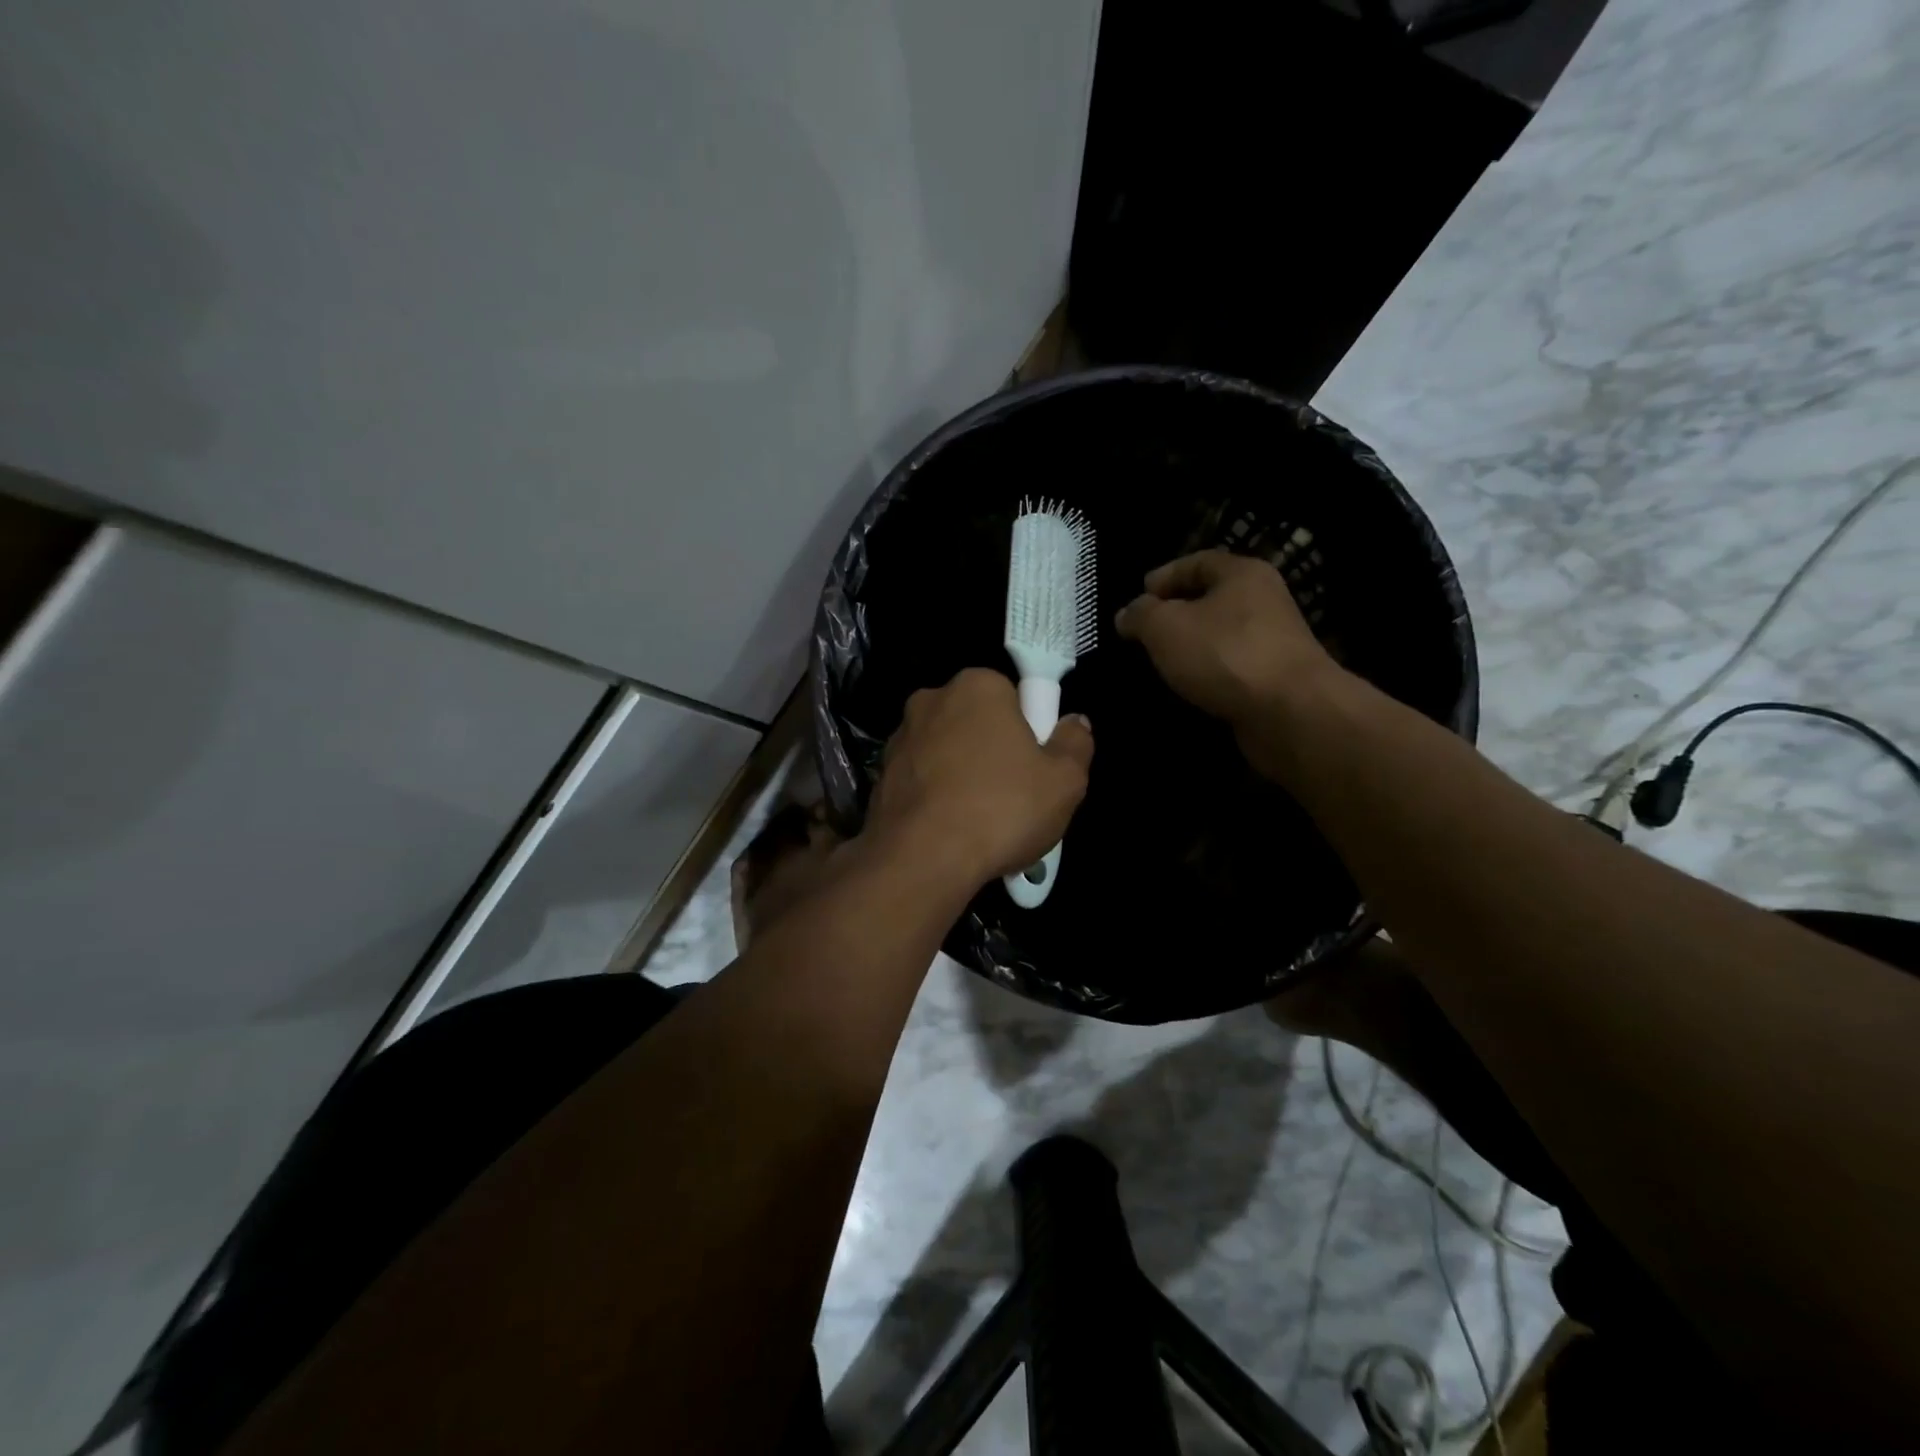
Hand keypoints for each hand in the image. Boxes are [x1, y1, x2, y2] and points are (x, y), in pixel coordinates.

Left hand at [864, 668, 1093, 888]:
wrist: (922, 860)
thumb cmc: (1001, 809)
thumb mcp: (1065, 781)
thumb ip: (1075, 743)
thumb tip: (1074, 723)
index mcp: (977, 686)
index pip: (1013, 695)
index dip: (1030, 730)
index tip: (1035, 766)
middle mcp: (931, 700)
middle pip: (977, 722)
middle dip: (994, 750)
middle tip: (1015, 796)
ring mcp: (900, 738)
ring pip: (946, 752)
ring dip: (963, 775)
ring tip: (982, 822)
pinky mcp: (880, 776)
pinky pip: (922, 781)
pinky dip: (936, 797)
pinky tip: (951, 831)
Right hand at [1115, 550, 1339, 726]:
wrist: (1289, 711)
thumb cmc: (1224, 654)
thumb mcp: (1165, 627)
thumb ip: (1140, 615)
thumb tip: (1127, 614)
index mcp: (1242, 573)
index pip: (1197, 562)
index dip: (1163, 576)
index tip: (1137, 597)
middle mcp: (1263, 600)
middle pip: (1210, 598)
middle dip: (1175, 613)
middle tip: (1143, 632)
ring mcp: (1272, 640)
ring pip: (1220, 635)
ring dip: (1190, 646)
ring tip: (1159, 662)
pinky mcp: (1274, 677)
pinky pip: (1230, 666)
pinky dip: (1207, 672)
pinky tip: (1188, 686)